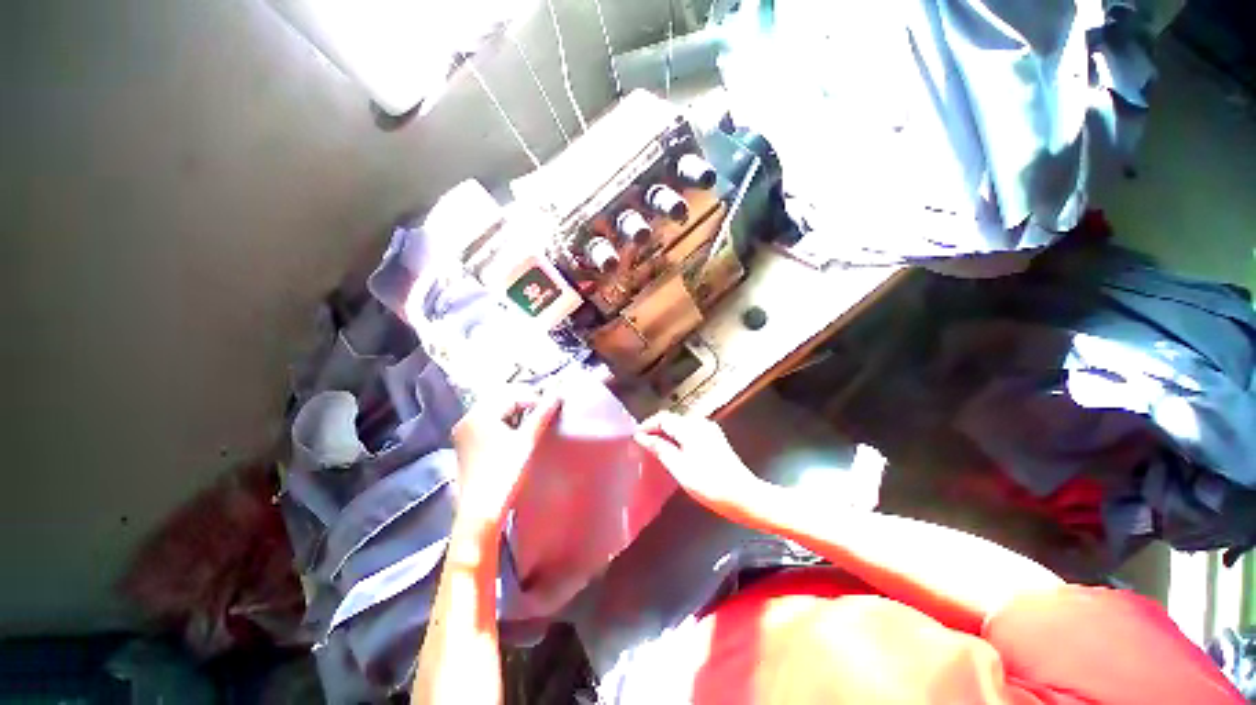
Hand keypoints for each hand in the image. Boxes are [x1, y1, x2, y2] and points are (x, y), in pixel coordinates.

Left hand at [450, 387, 561, 540]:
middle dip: (523, 403)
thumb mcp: (528, 441)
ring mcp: (463, 433)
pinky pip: (487, 424)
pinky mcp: (465, 446)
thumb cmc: (506, 473)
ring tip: (532, 423)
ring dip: (514, 413)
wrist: (482, 511)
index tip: (551, 407)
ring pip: (494, 412)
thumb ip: (542, 415)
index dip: (534, 399)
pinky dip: (503, 423)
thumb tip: (557, 395)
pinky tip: (516, 434)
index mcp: (479, 415)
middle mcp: (467, 420)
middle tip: (544, 411)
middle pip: (500, 400)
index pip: (512, 396)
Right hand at [634, 412, 761, 511]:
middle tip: (643, 443)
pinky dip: (678, 438)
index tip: (635, 437)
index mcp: (691, 428)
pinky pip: (690, 432)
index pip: (663, 417)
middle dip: (656, 429)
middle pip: (672, 419)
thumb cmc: (710, 484)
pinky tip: (675, 451)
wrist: (744, 496)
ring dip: (667, 433)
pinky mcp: (715, 439)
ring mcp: (710, 430)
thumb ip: (660, 448)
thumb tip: (642, 437)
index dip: (647, 425)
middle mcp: (701, 424)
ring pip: (681, 425)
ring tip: (655, 448)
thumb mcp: (679, 467)